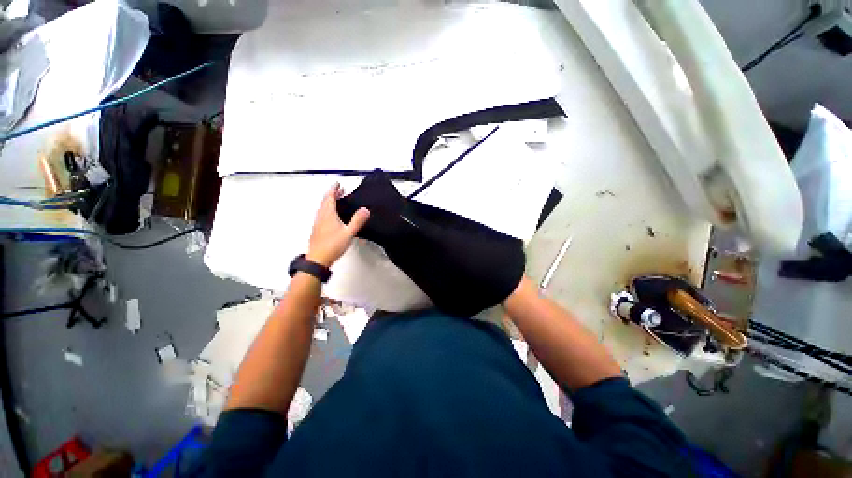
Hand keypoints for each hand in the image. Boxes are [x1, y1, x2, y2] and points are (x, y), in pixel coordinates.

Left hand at [307, 183, 369, 267]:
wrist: (318, 259)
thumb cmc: (332, 246)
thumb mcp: (349, 233)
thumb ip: (357, 221)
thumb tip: (365, 210)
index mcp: (328, 215)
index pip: (329, 197)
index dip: (334, 189)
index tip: (338, 184)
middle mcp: (321, 217)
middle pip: (325, 201)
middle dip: (332, 194)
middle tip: (339, 190)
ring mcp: (318, 223)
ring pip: (323, 208)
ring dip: (329, 202)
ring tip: (337, 201)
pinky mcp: (317, 230)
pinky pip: (322, 215)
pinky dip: (328, 210)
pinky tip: (332, 216)